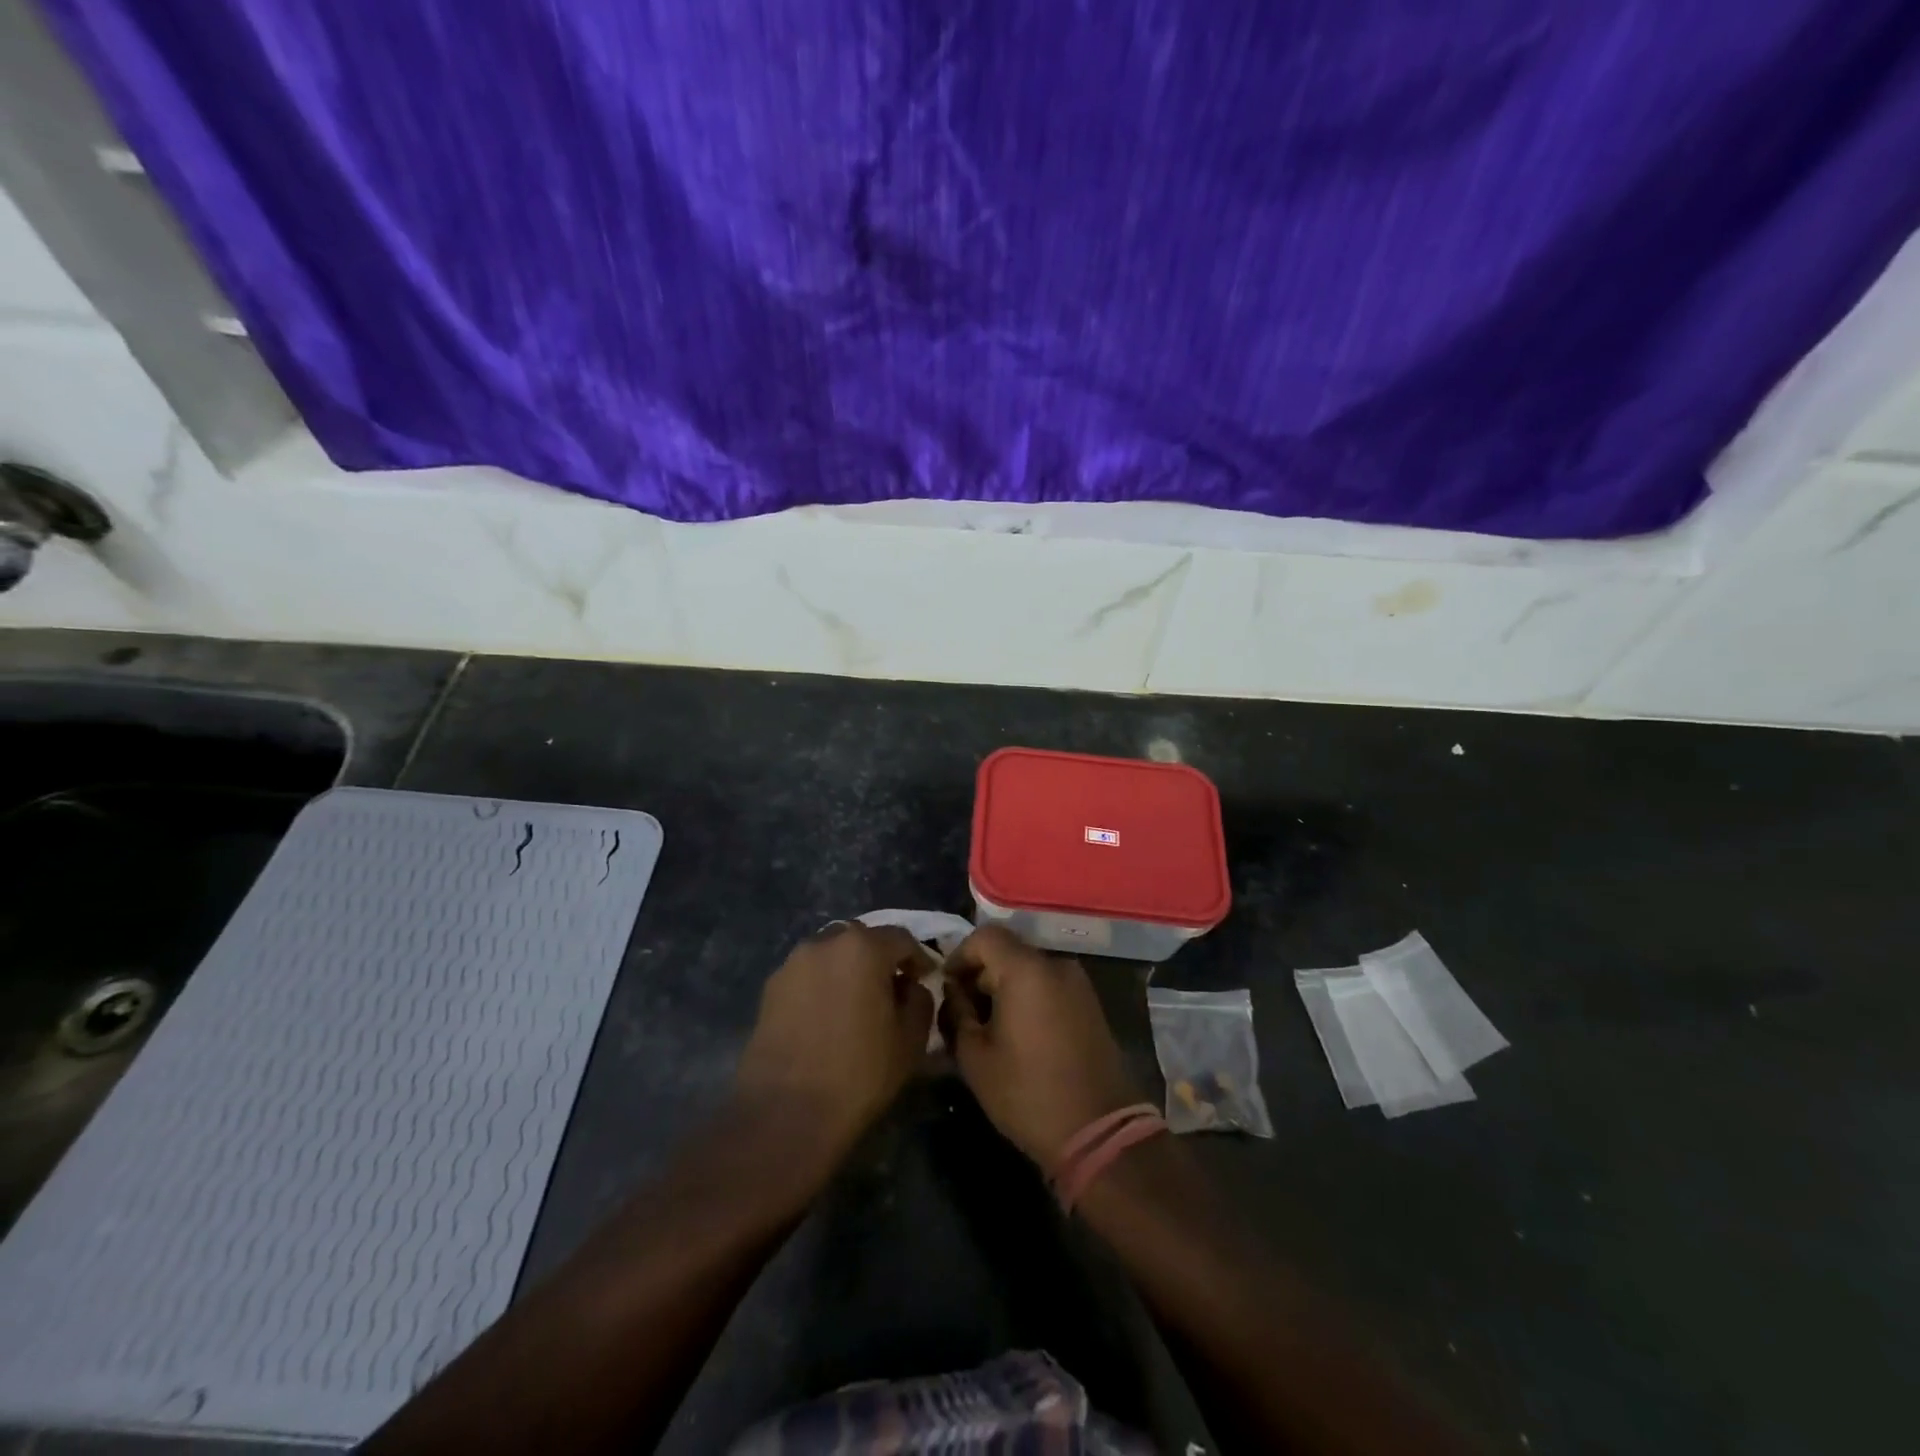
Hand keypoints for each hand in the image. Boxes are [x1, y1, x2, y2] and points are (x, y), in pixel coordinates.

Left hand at [733, 922, 935, 1172]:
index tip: (925, 980)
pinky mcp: (770, 988)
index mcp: (863, 947)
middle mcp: (825, 943)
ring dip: (848, 969)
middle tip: (891, 989)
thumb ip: (920, 1000)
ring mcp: (793, 963)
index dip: (918, 958)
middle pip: (862, 938)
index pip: (901, 938)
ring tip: (856, 1003)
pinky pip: (808, 974)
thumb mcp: (911, 1040)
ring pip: (831, 953)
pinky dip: (822, 985)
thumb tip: (910, 987)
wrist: (785, 1113)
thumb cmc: (859, 1074)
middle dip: (880, 958)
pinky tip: (827, 1018)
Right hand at [944, 925, 1140, 1168]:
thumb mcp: (976, 1057)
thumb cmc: (1028, 1093)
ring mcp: (1078, 983)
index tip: (947, 986)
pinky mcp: (1090, 1004)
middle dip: (980, 974)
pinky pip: (1049, 985)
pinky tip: (1017, 1033)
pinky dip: (1028, 996)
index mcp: (1026, 970)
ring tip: (987, 1025)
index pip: (985, 936)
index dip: (959, 955)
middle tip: (962, 1010)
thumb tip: (953, 992)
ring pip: (1029, 969)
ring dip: (1004, 987)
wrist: (1099, 1131)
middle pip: (1008, 951)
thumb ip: (957, 1014)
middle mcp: (1055, 965)